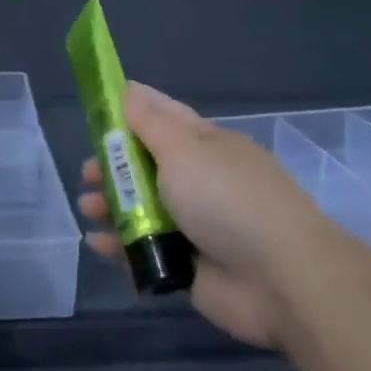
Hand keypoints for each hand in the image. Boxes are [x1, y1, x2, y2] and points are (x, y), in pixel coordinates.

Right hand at [78, 81, 337, 347]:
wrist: (284, 281)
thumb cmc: (228, 200)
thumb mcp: (184, 150)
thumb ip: (150, 123)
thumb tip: (129, 89)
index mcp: (207, 145)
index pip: (164, 118)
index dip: (130, 113)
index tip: (97, 114)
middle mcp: (201, 180)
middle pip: (147, 166)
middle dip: (113, 166)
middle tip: (87, 173)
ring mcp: (196, 225)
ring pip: (143, 209)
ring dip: (112, 205)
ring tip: (89, 208)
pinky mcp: (190, 266)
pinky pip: (147, 251)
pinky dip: (121, 247)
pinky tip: (99, 244)